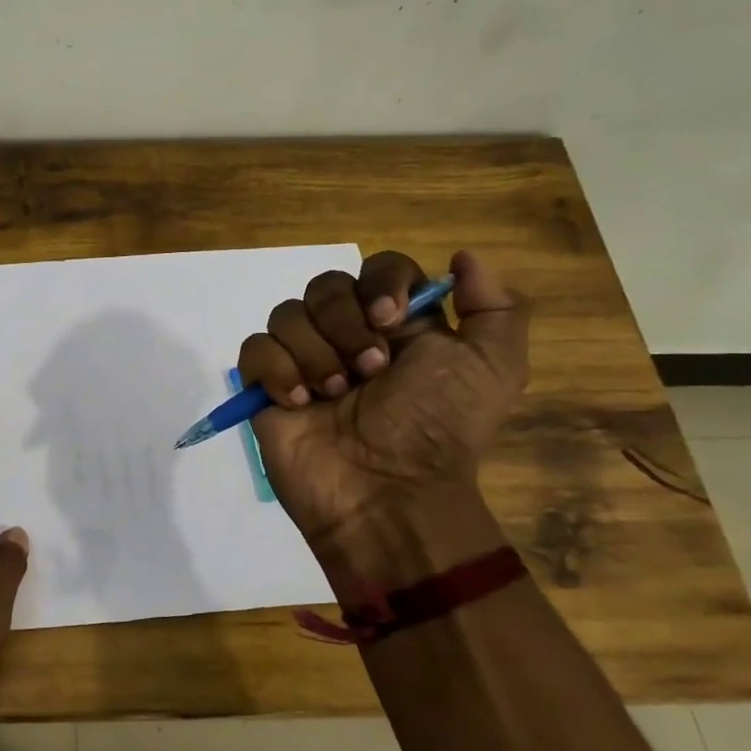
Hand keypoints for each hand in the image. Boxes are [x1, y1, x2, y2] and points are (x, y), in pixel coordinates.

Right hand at [238, 250, 527, 591]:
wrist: (386, 493)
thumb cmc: (437, 429)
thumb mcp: (493, 368)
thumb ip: (495, 307)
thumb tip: (463, 257)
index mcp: (398, 327)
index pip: (379, 269)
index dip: (380, 282)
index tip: (389, 319)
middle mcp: (348, 336)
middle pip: (326, 285)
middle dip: (344, 324)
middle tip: (369, 371)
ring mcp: (303, 361)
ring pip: (286, 314)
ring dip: (314, 353)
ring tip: (334, 395)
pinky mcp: (267, 387)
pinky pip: (255, 349)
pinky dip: (277, 371)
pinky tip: (299, 403)